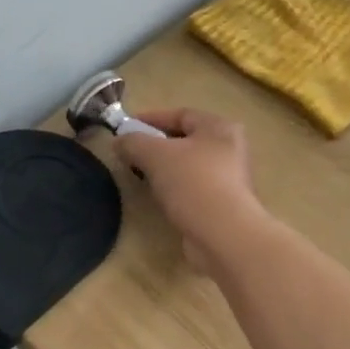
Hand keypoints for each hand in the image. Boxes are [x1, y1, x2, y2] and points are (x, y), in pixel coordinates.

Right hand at [115, 109, 266, 273]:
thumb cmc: (192, 183)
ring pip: (189, 166)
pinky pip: (193, 189)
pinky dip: (175, 190)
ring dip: (165, 169)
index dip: (150, 118)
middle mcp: (230, 149)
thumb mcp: (154, 155)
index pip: (180, 114)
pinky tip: (160, 198)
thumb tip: (119, 141)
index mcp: (219, 128)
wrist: (224, 234)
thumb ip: (133, 142)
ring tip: (141, 177)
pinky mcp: (225, 205)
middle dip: (156, 145)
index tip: (125, 129)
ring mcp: (230, 179)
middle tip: (131, 154)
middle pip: (185, 140)